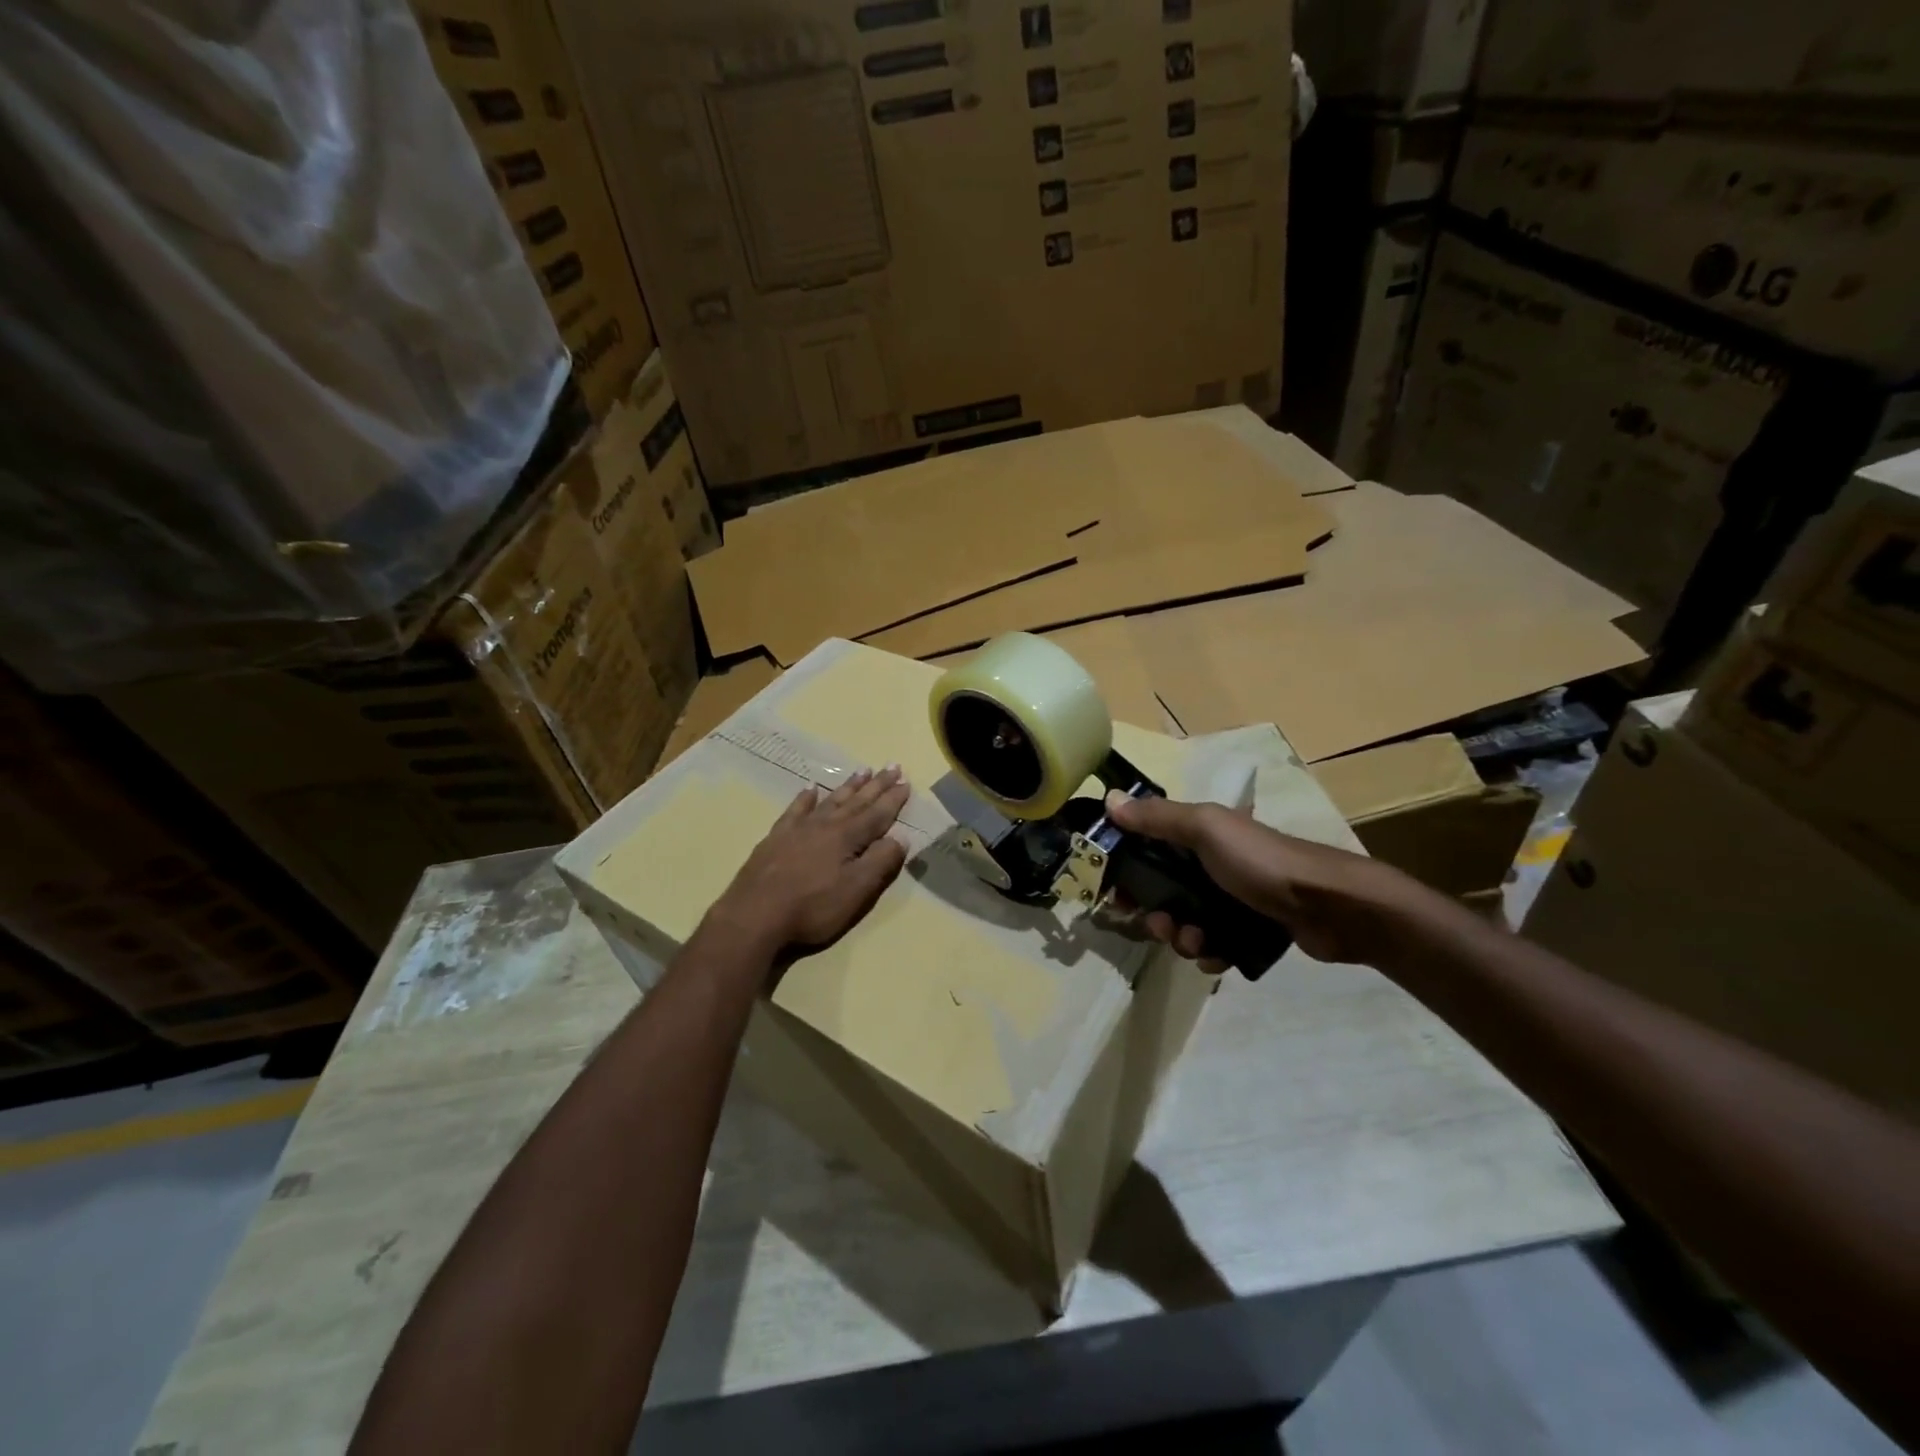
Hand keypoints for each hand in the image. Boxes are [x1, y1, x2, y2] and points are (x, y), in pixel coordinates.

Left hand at [710, 766, 910, 959]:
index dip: (893, 800)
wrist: (754, 915)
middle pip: (856, 801)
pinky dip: (805, 798)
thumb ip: (880, 862)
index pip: (877, 814)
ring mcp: (798, 829)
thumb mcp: (856, 890)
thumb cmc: (812, 907)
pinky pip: (795, 810)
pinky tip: (810, 789)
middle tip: (892, 766)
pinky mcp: (776, 838)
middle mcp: (825, 825)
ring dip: (848, 786)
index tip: (906, 782)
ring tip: (862, 770)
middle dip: (876, 785)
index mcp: (847, 837)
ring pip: (829, 800)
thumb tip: (901, 837)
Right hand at [1103, 790, 1434, 967]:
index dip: (1128, 868)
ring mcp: (1233, 897)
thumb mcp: (1206, 829)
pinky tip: (1217, 957)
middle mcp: (1213, 862)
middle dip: (1156, 912)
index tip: (1114, 892)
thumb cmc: (1261, 862)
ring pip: (1187, 921)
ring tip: (1196, 944)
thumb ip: (1157, 817)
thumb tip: (1109, 800)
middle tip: (1160, 926)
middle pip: (1164, 890)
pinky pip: (1214, 944)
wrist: (1330, 906)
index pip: (1149, 846)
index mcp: (1200, 833)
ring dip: (1182, 937)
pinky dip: (1210, 953)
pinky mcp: (1251, 929)